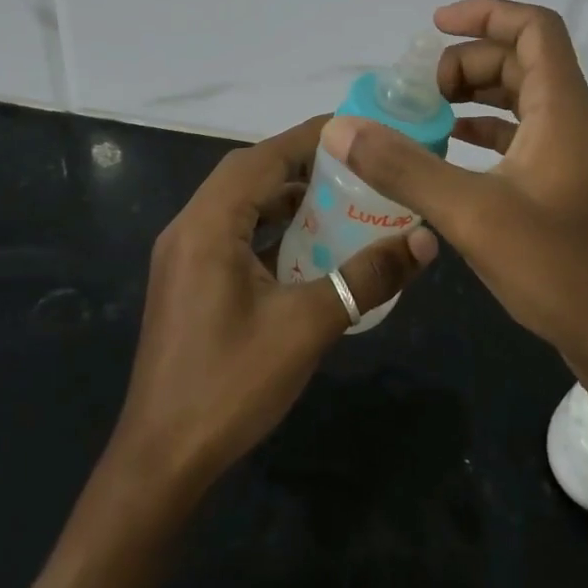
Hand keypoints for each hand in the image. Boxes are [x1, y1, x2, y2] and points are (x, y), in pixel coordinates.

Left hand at [112, 114, 437, 492]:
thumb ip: (366, 277)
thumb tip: (424, 240)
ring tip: (338, 201)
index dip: (309, 136)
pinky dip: (269, 229)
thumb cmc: (231, 384)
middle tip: (355, 166)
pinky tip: (306, 250)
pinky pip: (232, 234)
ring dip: (284, 197)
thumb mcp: (308, 326)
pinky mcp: (187, 281)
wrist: (162, 459)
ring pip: (239, 205)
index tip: (356, 128)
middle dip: (300, 164)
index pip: (262, 156)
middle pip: (248, 174)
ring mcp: (183, 256)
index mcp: (208, 225)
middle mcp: (189, 228)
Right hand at [318, 0, 587, 369]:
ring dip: (475, 97)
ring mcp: (573, 157)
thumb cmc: (559, 269)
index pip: (534, 28)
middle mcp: (574, 122)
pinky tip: (450, 155)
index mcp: (563, 110)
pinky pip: (523, 139)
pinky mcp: (567, 188)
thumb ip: (404, 167)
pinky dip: (485, 134)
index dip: (485, 13)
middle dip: (468, 63)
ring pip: (522, 101)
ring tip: (426, 114)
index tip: (434, 27)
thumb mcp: (471, 214)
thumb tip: (341, 128)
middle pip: (522, 62)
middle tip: (420, 92)